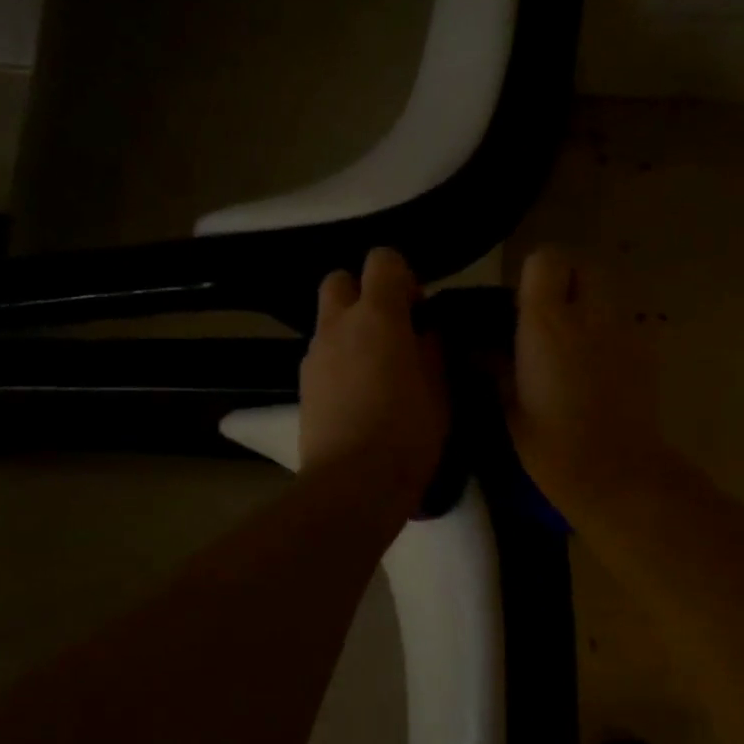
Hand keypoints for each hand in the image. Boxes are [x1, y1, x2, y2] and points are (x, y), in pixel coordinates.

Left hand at [299, 248, 448, 505]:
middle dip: (366, 294)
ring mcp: (315, 355)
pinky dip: (341, 360)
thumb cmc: (409, 432)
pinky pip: (323, 355)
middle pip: (341, 280)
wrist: (354, 483)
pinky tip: (360, 395)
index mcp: (378, 316)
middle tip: (394, 331)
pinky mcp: (303, 386)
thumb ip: (434, 348)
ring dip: (352, 330)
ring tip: (379, 369)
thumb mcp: (440, 388)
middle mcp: (338, 324)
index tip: (420, 312)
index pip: (383, 260)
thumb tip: (428, 329)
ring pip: (329, 320)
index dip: (404, 277)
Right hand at [509, 246, 675, 521]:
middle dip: (566, 279)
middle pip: (585, 263)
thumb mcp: (510, 407)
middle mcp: (591, 314)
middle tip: (549, 316)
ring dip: (589, 302)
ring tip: (573, 341)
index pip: (546, 259)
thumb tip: (477, 346)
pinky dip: (609, 329)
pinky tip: (597, 364)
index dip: (533, 275)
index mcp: (549, 323)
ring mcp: (626, 329)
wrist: (617, 474)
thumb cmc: (553, 447)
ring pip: (609, 289)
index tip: (520, 305)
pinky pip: (625, 320)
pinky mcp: (648, 349)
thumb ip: (494, 365)